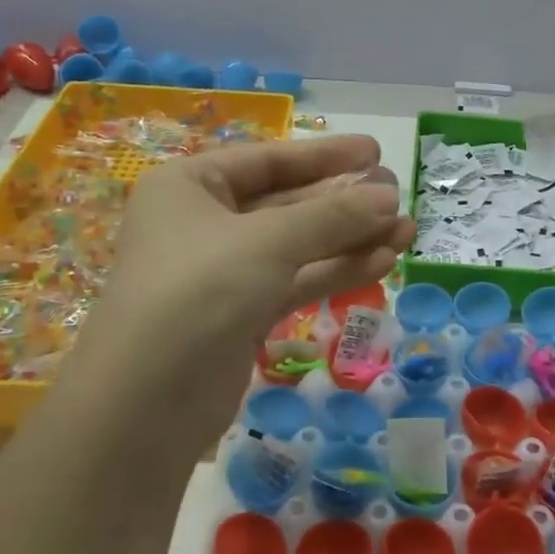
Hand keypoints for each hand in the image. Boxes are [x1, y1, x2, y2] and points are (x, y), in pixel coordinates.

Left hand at [76, 134, 413, 411]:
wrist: (147, 402)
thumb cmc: (199, 290)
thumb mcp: (269, 242)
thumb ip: (333, 216)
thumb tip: (389, 195)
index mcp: (191, 186)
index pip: (268, 159)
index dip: (325, 155)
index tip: (374, 151)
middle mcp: (205, 223)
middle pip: (288, 203)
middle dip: (345, 202)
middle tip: (397, 195)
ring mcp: (225, 272)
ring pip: (299, 245)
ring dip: (351, 238)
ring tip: (407, 230)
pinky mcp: (244, 314)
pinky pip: (298, 281)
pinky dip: (337, 271)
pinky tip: (384, 262)